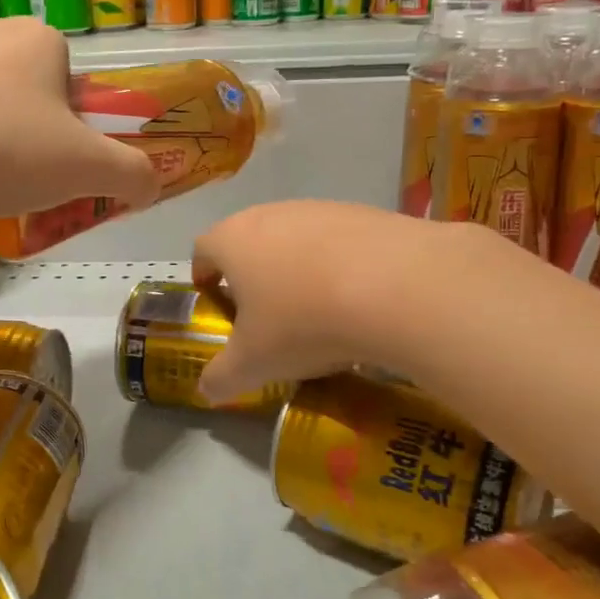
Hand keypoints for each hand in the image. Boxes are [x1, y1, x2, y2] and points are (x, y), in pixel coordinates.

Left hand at [0, 19, 159, 219]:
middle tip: (22, 179)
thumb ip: (132, 174)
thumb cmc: (3, 149)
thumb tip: (152, 184)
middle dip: (30, 138)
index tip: (58, 161)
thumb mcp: (87, 168)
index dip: (73, 127)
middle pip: (27, 95)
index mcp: (37, 39)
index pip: (72, 83)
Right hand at [192, 201, 448, 403]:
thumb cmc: (303, 322)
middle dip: (252, 273)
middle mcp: (271, 214)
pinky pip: (339, 241)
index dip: (203, 273)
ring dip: (297, 267)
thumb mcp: (254, 364)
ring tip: (316, 309)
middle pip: (250, 240)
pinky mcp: (364, 213)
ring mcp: (320, 209)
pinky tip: (359, 299)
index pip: (204, 248)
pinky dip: (340, 265)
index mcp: (233, 240)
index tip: (213, 298)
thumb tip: (206, 390)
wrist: (396, 287)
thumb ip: (222, 377)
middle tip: (264, 312)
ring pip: (296, 238)